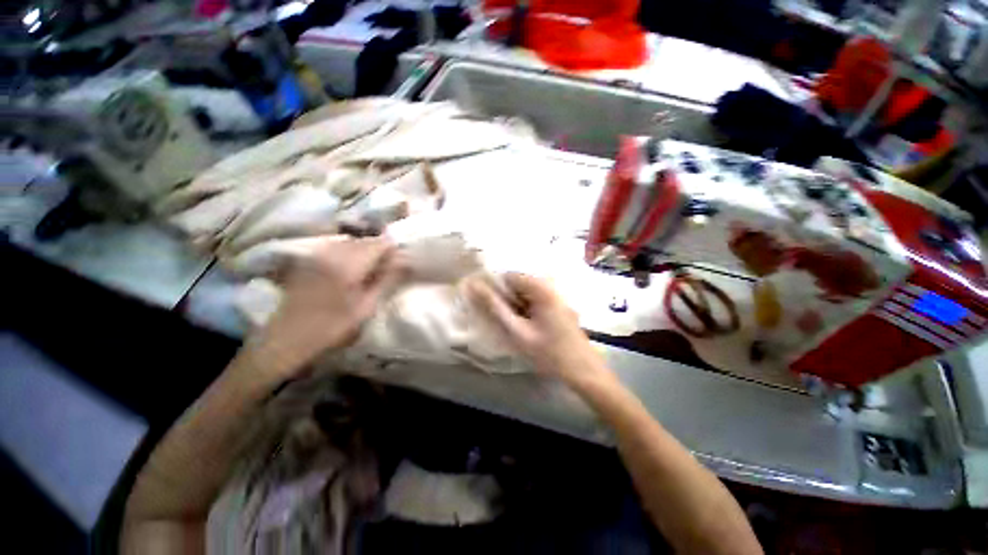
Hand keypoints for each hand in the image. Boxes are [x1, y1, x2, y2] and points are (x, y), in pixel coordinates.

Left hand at [248, 236, 404, 377]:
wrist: (285, 340)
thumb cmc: (331, 327)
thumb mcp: (366, 307)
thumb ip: (387, 280)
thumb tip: (405, 263)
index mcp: (348, 264)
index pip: (379, 244)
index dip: (394, 250)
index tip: (401, 263)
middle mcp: (332, 252)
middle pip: (365, 240)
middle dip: (380, 250)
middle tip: (389, 268)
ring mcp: (317, 254)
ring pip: (351, 243)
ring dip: (365, 252)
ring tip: (370, 271)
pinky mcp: (309, 260)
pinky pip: (336, 248)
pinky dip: (350, 254)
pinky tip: (350, 271)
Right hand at [467, 273, 612, 389]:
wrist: (583, 370)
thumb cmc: (549, 352)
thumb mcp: (517, 331)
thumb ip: (494, 307)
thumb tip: (473, 286)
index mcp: (541, 287)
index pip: (508, 276)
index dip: (495, 290)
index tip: (489, 308)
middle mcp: (550, 285)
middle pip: (517, 283)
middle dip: (506, 299)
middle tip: (504, 321)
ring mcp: (556, 295)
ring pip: (525, 292)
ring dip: (515, 305)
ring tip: (516, 326)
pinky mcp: (558, 304)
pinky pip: (535, 299)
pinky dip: (526, 309)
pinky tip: (528, 326)